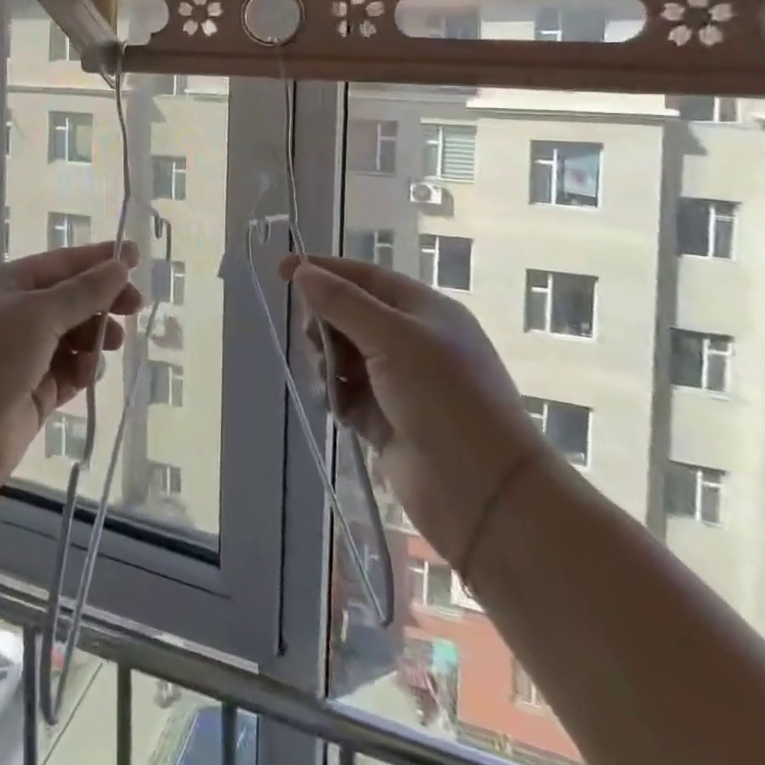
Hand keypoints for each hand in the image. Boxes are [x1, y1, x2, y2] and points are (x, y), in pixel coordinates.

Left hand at [0, 242, 139, 512]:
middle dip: (102, 302)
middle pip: (69, 301)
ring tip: (110, 344)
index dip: (99, 260)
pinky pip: (66, 374)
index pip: (61, 264)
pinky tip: (87, 375)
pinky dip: (81, 371)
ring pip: (71, 338)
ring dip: (93, 337)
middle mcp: (12, 317)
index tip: (137, 258)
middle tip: (135, 308)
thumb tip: (119, 266)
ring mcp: (20, 359)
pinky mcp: (29, 397)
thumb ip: (83, 292)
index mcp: (6, 285)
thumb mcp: (36, 315)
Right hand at [280, 254, 555, 566]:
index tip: (280, 270)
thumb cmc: (445, 399)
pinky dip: (334, 394)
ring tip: (329, 381)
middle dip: (324, 323)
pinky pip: (346, 392)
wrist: (484, 494)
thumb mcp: (394, 339)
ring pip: (343, 354)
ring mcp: (399, 381)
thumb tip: (302, 271)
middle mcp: (411, 340)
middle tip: (315, 341)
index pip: (363, 277)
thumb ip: (343, 303)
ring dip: (326, 361)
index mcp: (423, 310)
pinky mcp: (387, 418)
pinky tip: (333, 405)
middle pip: (348, 314)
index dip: (322, 270)